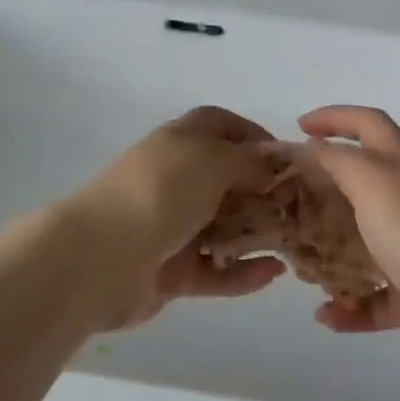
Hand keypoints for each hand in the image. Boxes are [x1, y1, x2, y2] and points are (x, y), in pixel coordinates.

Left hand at [72, 107, 284, 328]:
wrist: (99, 259)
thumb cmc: (161, 193)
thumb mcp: (214, 160)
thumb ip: (250, 162)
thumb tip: (273, 169)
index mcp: (181, 142)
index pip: (221, 126)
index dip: (254, 137)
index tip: (287, 160)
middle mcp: (177, 180)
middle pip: (228, 180)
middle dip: (264, 192)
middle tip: (300, 207)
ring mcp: (172, 227)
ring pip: (224, 228)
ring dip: (257, 234)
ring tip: (294, 243)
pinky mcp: (171, 271)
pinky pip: (215, 270)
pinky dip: (242, 273)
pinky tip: (272, 274)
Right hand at [299, 106, 399, 372]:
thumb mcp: (372, 182)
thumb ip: (338, 160)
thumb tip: (313, 147)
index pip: (368, 124)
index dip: (335, 117)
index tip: (299, 127)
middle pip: (360, 186)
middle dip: (322, 193)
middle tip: (286, 205)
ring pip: (363, 246)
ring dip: (331, 255)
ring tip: (301, 267)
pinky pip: (374, 299)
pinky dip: (350, 307)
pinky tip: (326, 316)